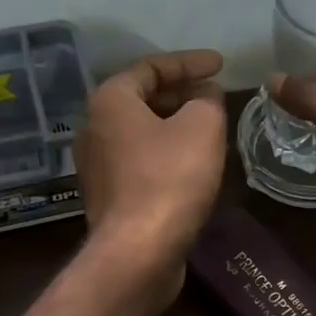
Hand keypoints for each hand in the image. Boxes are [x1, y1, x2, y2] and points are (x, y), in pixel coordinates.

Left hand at [76, 49, 226, 291]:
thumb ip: (207, 100)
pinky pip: (140, 162)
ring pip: (142, 133)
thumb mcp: (202, 126)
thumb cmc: (170, 179)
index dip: (190, 62)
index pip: (151, 67)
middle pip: (142, 99)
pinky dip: (166, 155)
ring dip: (175, 127)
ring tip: (210, 128)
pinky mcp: (109, 198)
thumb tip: (205, 95)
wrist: (138, 252)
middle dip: (182, 95)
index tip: (221, 65)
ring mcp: (97, 166)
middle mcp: (94, 128)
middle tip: (216, 97)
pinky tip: (193, 165)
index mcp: (109, 101)